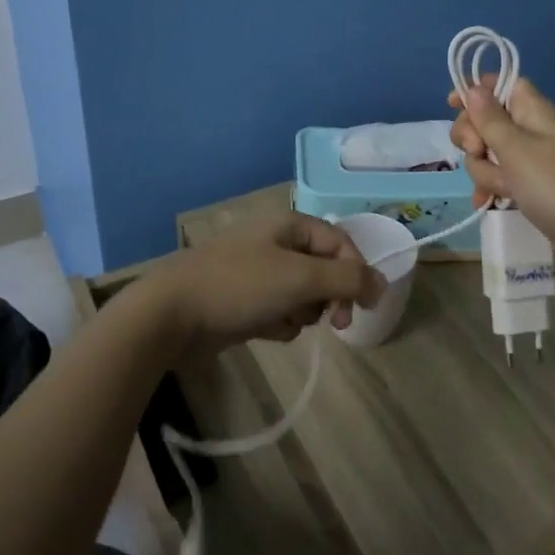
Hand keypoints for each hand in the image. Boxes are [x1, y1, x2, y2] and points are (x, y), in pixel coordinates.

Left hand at [146, 212, 385, 357]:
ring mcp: (258, 272)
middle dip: (327, 297)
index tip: (360, 309)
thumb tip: (382, 284)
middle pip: (325, 270)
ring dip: (302, 312)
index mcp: (290, 225)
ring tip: (282, 320)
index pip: (341, 243)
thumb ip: (348, 280)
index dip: (356, 273)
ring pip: (303, 294)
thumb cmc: (240, 286)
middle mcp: (276, 243)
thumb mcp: (301, 278)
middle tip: (330, 322)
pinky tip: (264, 330)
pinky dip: (279, 322)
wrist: (172, 314)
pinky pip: (280, 310)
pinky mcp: (245, 301)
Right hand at [449, 74, 554, 259]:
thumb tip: (474, 88)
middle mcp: (529, 130)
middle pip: (485, 120)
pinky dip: (490, 188)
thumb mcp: (516, 148)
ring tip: (501, 189)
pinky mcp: (526, 186)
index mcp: (532, 110)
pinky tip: (485, 204)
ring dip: (484, 171)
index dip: (476, 90)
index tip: (452, 105)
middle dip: (472, 138)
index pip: (501, 84)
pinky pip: (497, 178)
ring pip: (486, 154)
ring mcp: (528, 160)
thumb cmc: (554, 184)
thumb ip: (490, 118)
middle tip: (478, 151)